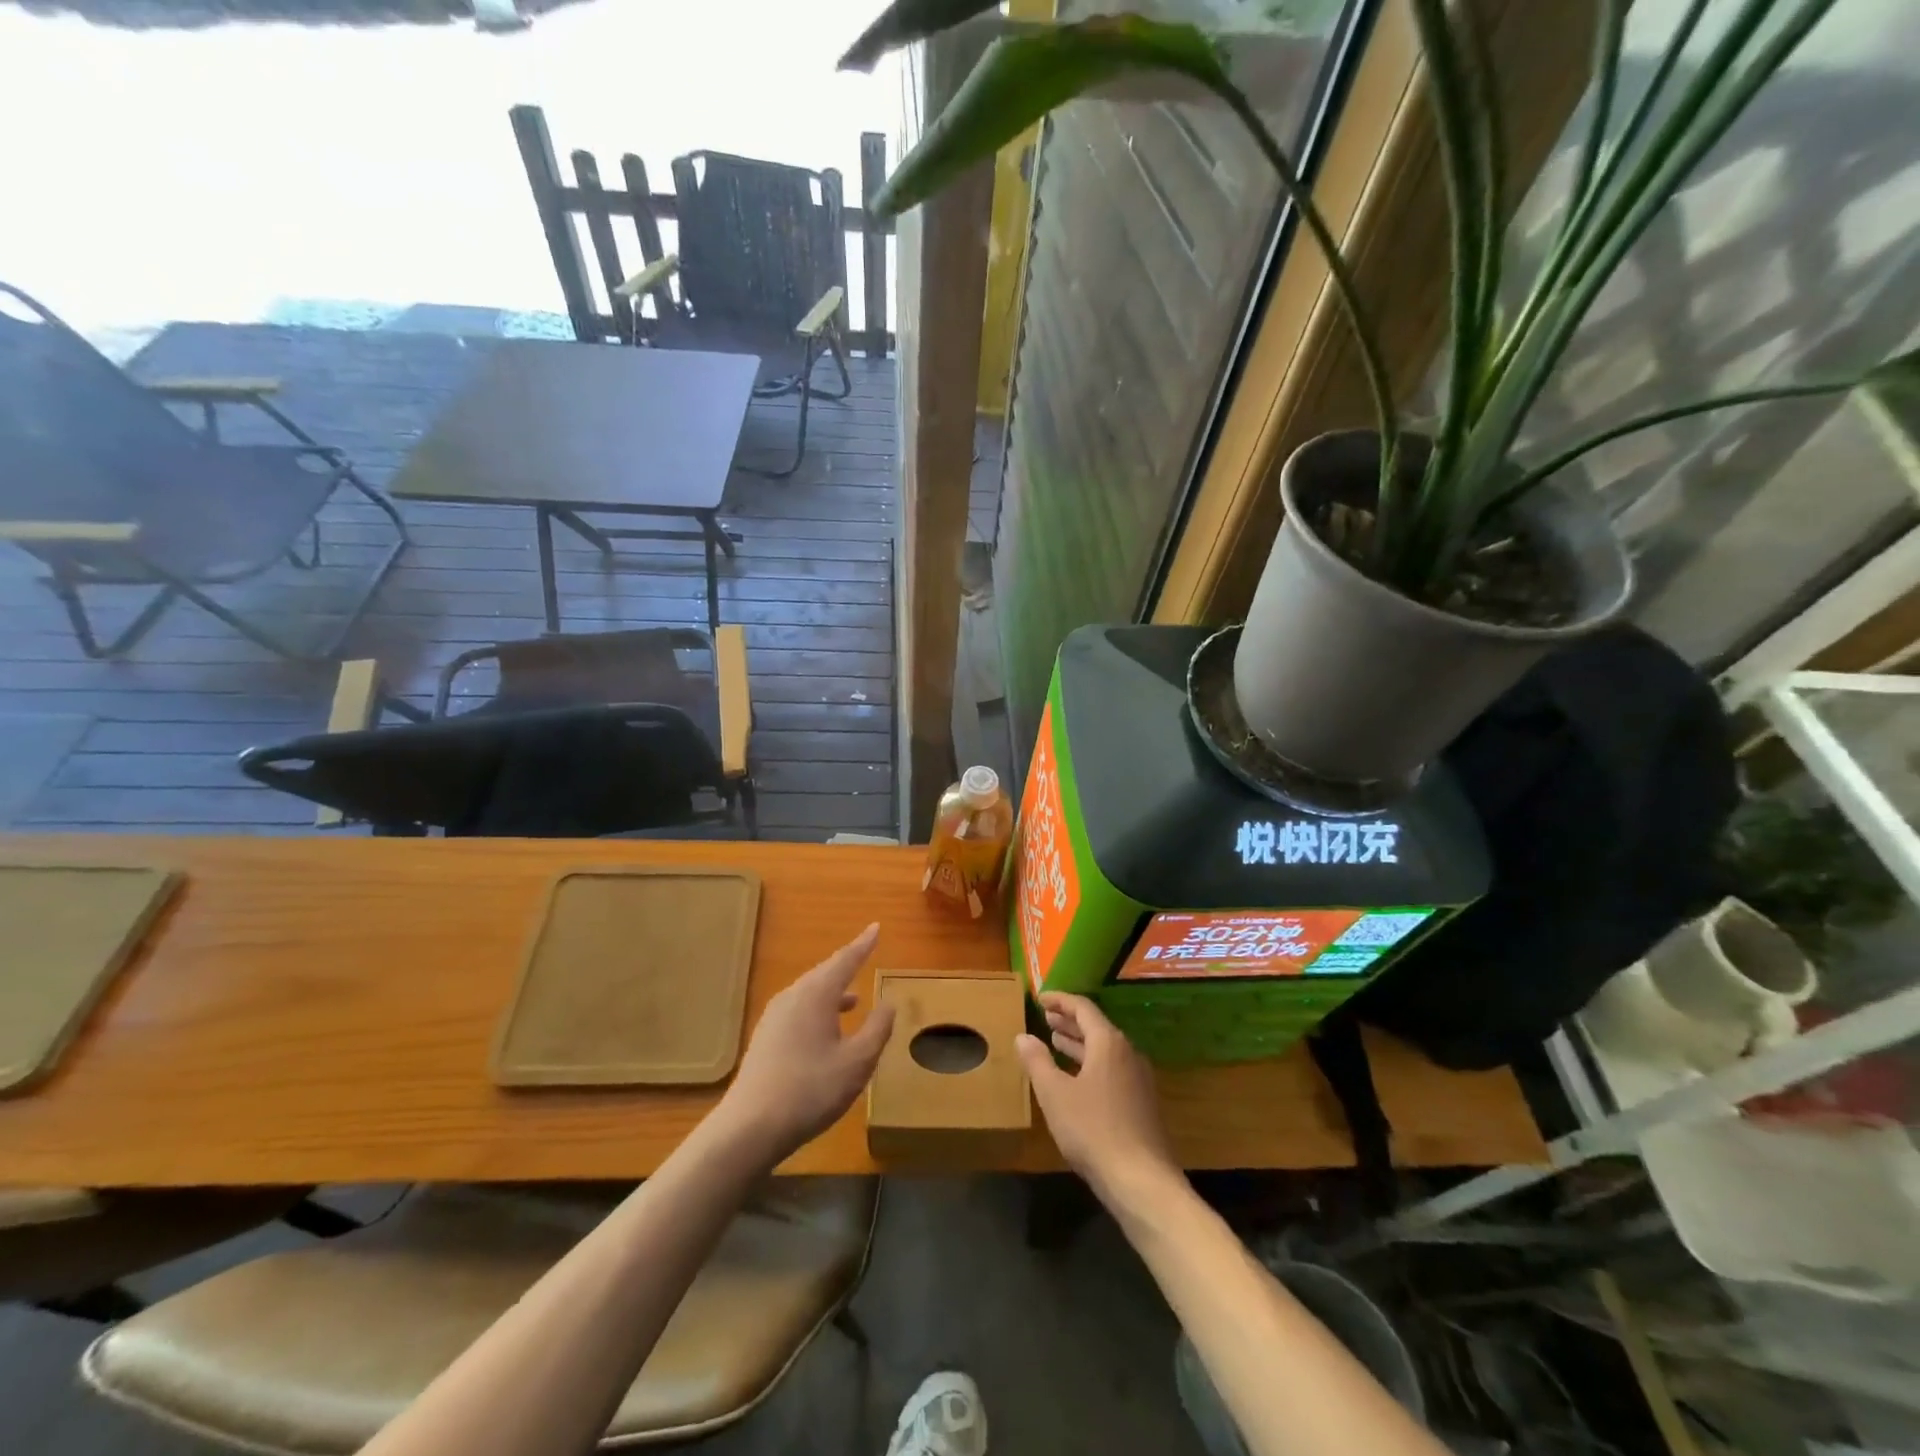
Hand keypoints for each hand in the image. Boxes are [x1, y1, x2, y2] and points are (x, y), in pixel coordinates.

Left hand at [720, 924, 894, 1162]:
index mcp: (816, 994)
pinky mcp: (764, 1038)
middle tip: (865, 957)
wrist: (750, 1126)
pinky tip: (825, 1031)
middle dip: (846, 966)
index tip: (876, 927)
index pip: (845, 960)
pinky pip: (797, 1009)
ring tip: (853, 999)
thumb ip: (877, 1029)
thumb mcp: (857, 1062)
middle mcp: (792, 996)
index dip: (863, 944)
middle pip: (824, 973)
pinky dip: (817, 1009)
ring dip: (832, 992)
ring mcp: (773, 1017)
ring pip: (809, 993)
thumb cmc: (811, 1090)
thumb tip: (888, 1003)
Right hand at [1016, 993, 1178, 1205]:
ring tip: (1056, 1042)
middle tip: (1046, 1019)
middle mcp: (1127, 1052)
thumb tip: (1023, 1036)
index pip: (1083, 1008)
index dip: (1060, 1001)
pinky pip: (1111, 1068)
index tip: (1040, 998)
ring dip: (1079, 1043)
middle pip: (1096, 1027)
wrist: (1141, 1180)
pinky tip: (1076, 1079)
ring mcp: (1138, 1078)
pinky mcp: (1141, 1102)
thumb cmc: (1093, 1129)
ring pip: (1104, 1050)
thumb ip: (1037, 1061)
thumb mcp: (1055, 1094)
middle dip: (1069, 1022)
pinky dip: (1090, 1063)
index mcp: (1108, 1043)